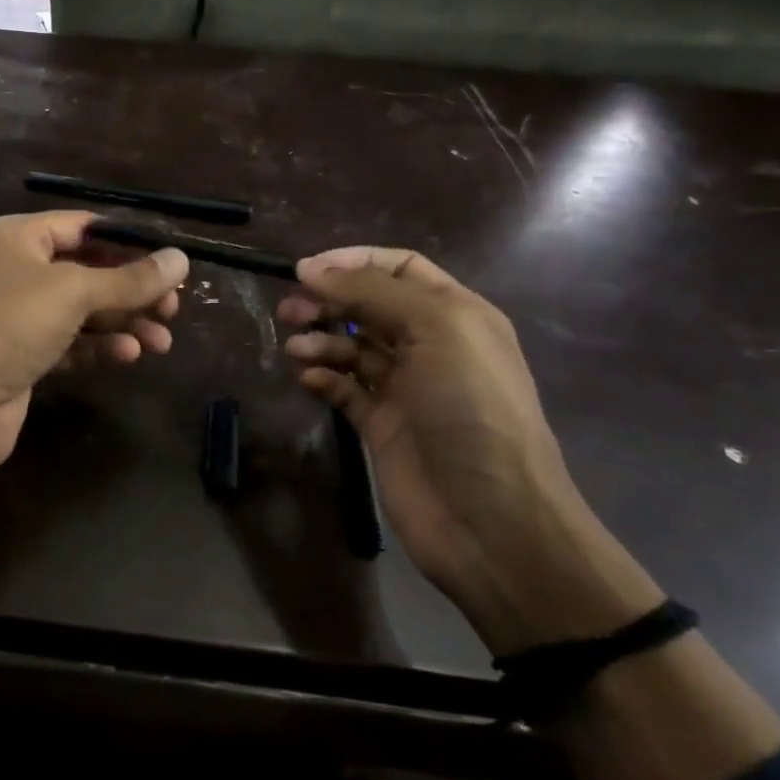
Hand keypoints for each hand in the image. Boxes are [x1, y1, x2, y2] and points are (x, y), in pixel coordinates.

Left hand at [0, 211, 188, 487]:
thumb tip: (181, 259)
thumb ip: (129, 279)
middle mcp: (15, 270)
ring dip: (123, 322)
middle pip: (87, 270)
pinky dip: (100, 347)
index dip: (128, 242)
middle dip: (131, 289)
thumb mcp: (72, 292)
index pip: (82, 227)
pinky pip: (71, 342)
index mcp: (16, 237)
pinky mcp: (23, 355)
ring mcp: (17, 315)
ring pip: (82, 310)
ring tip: (161, 341)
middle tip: (173, 308)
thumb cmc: (8, 326)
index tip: (171, 261)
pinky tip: (129, 355)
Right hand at [280, 247, 660, 654]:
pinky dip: (322, 376)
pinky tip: (307, 378)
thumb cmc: (471, 408)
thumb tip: (308, 267)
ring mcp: (404, 387)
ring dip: (320, 339)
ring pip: (350, 346)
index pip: (399, 268)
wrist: (490, 517)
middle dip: (328, 300)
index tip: (306, 269)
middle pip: (367, 305)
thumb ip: (370, 291)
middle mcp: (430, 345)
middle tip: (289, 309)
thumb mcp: (435, 329)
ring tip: (295, 349)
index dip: (353, 261)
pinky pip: (342, 387)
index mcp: (455, 314)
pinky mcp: (380, 424)